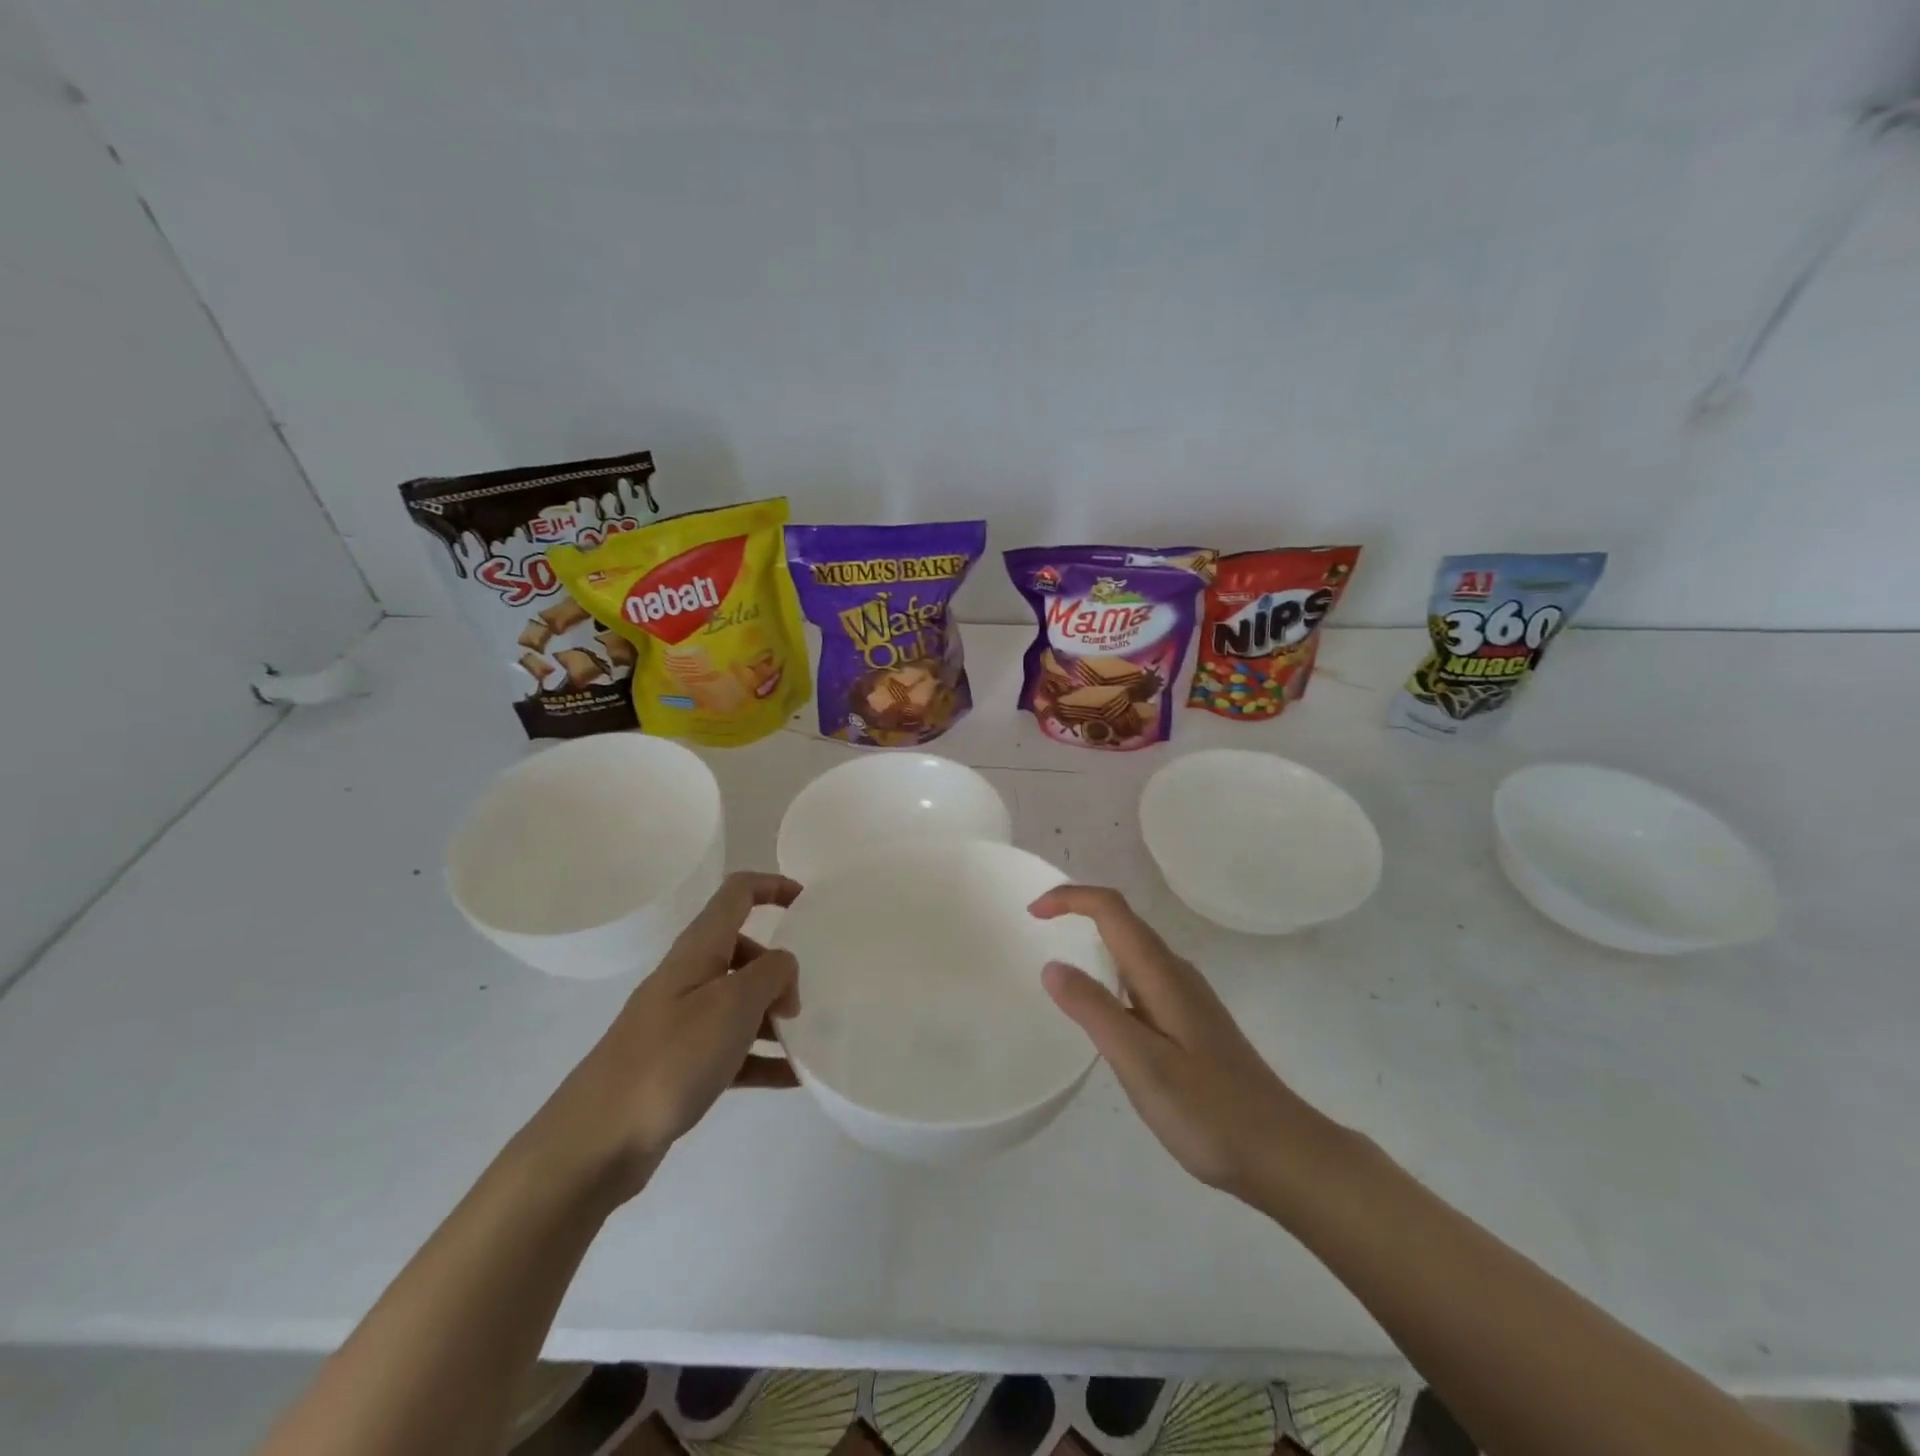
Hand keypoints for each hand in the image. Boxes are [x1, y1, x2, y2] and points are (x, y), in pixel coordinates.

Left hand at [529, 872, 802, 1205]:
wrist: (596, 1141)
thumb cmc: (670, 1058)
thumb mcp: (733, 1004)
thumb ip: (771, 973)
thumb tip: (784, 966)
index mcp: (698, 950)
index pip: (737, 893)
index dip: (773, 886)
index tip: (808, 903)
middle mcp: (688, 978)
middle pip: (742, 950)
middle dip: (779, 967)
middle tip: (800, 1003)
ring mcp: (681, 1022)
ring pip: (740, 1002)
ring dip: (774, 1015)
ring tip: (806, 1043)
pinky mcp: (680, 1065)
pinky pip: (733, 1050)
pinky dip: (763, 1058)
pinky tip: (793, 1079)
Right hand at [1030, 885, 1332, 1201]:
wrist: (1284, 1153)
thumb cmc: (1209, 1112)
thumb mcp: (1141, 1064)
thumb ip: (1095, 1012)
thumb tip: (1052, 965)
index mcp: (1162, 974)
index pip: (1112, 909)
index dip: (1070, 899)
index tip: (1032, 914)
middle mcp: (1176, 973)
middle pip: (1123, 921)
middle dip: (1078, 913)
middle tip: (1037, 932)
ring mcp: (1189, 997)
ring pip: (1135, 950)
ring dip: (1095, 942)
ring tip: (1060, 968)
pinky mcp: (1193, 1022)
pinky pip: (1143, 978)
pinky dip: (1112, 973)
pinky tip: (1104, 1012)